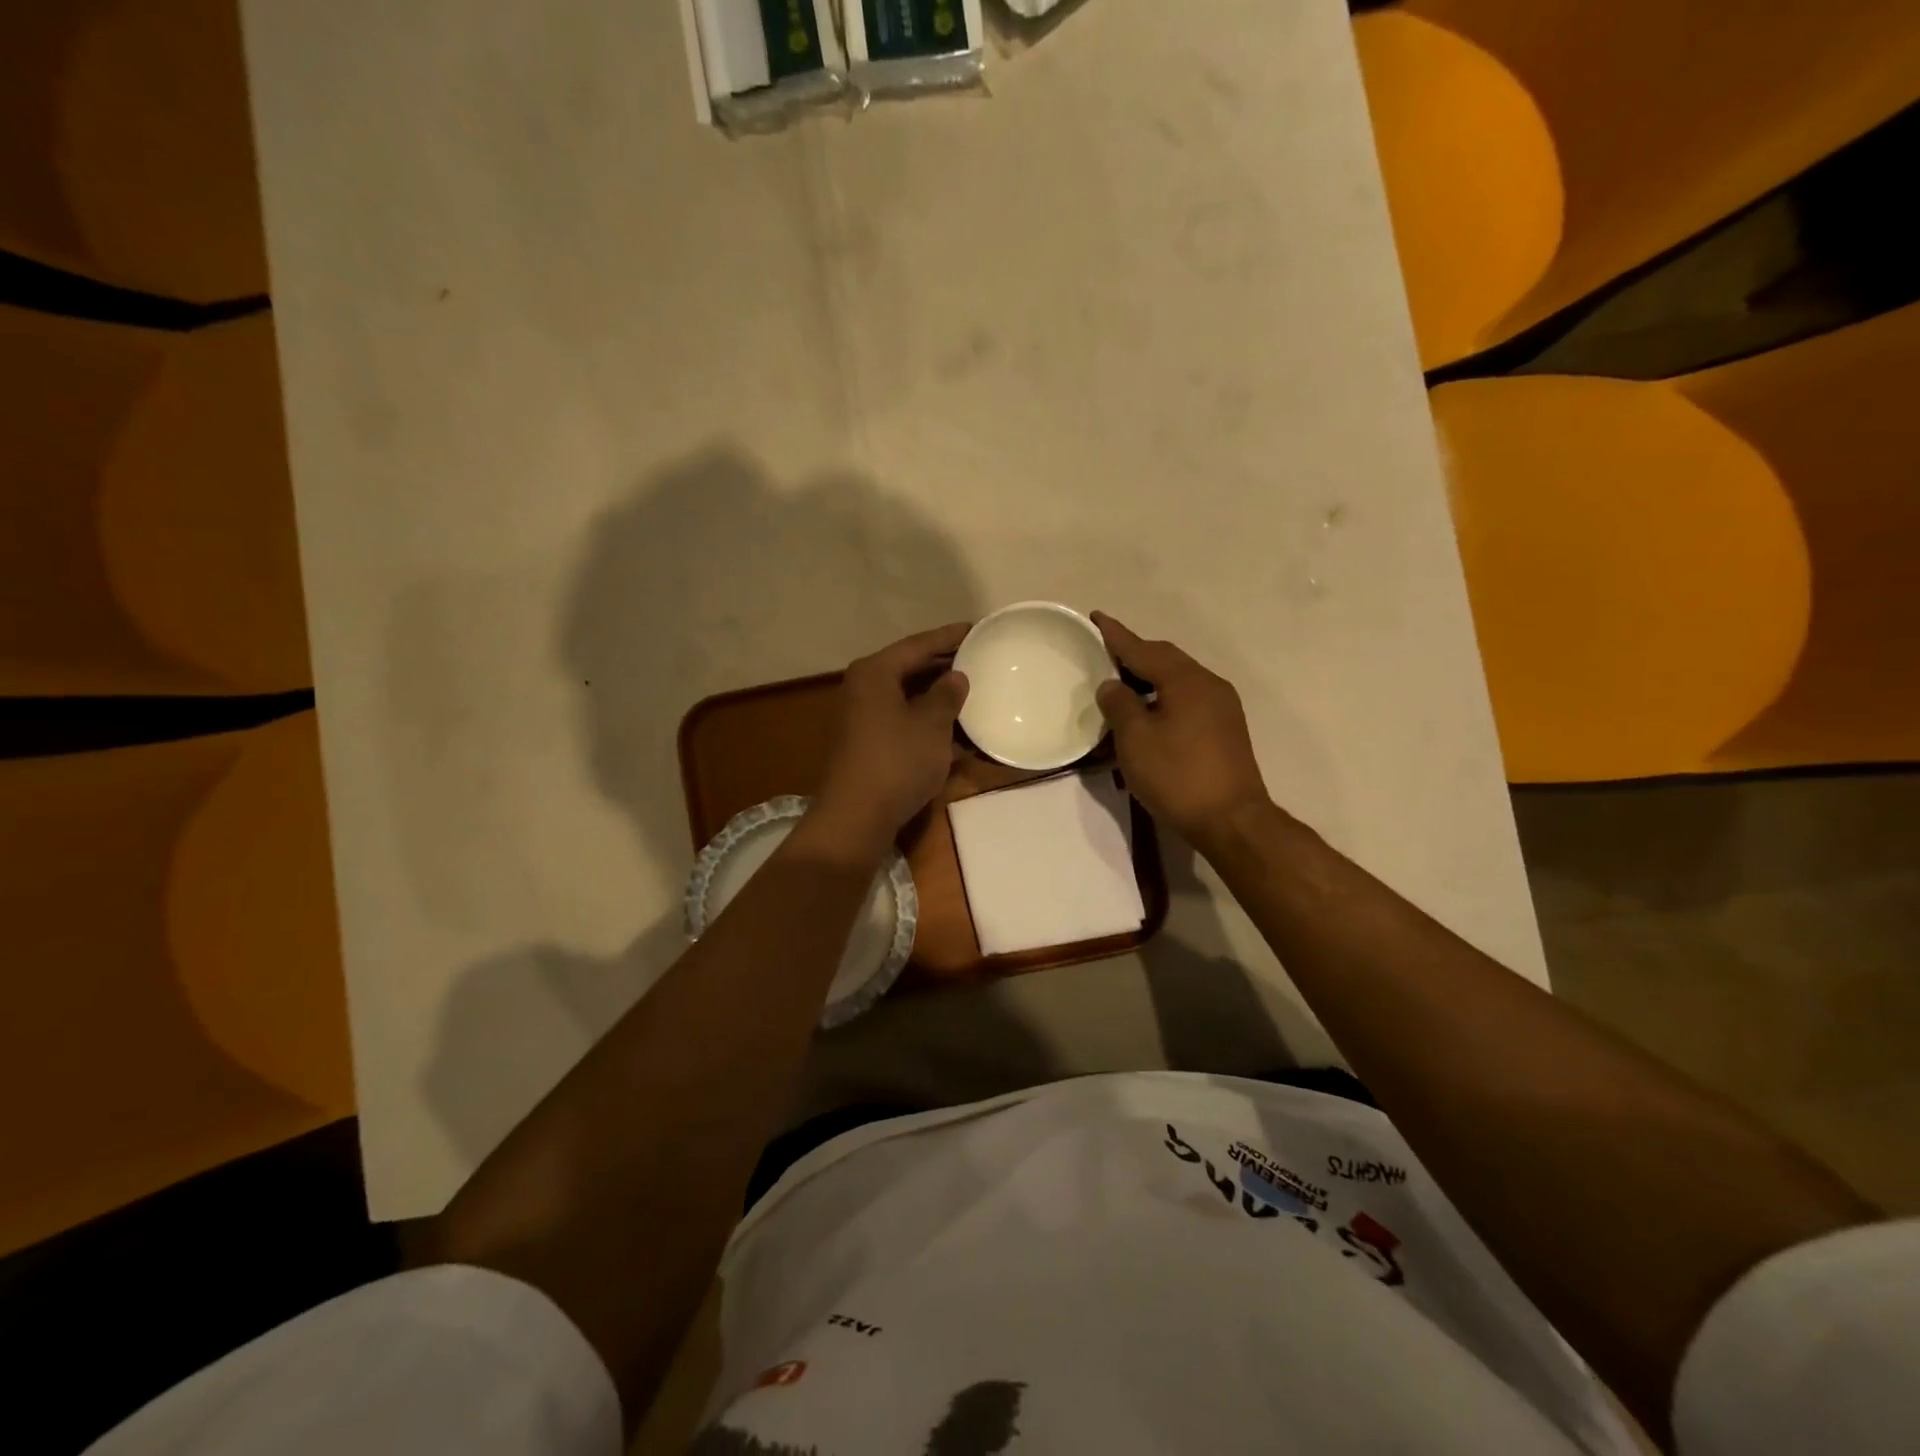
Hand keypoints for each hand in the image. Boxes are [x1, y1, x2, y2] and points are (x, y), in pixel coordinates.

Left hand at [806, 623, 971, 862]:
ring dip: (939, 699)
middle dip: (944, 667)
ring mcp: (861, 719)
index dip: (949, 637)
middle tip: (979, 660)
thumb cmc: (896, 762)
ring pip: (908, 699)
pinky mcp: (866, 745)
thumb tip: (956, 677)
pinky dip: (928, 725)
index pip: (917, 645)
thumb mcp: (932, 725)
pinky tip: (958, 734)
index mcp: (874, 673)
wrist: (856, 818)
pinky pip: (903, 723)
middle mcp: (862, 689)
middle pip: (909, 669)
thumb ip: (947, 695)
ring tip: (974, 694)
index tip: (976, 628)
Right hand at [1092, 612, 1271, 849]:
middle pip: (1165, 659)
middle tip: (1105, 654)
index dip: (1116, 635)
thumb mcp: (1135, 740)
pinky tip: (1149, 713)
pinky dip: (1164, 696)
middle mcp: (1209, 684)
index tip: (1095, 618)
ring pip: (1179, 679)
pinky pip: (1188, 698)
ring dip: (1149, 677)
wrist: (1232, 820)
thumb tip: (1112, 685)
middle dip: (1134, 654)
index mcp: (1186, 680)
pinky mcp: (1226, 728)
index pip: (1143, 648)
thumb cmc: (1177, 776)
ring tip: (1122, 685)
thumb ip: (1119, 705)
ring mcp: (1222, 706)